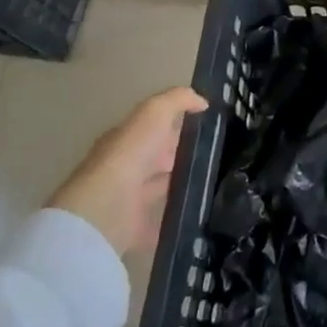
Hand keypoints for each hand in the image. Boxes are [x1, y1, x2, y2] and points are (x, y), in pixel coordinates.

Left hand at [47, 87, 208, 257]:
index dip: (178, 123)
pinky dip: (176, 217)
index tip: (210, 126)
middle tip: (219, 154)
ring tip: (217, 182)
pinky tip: (200, 212)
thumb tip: (202, 102)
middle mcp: (126, 166)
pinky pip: (160, 221)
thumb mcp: (154, 112)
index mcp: (127, 138)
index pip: (154, 127)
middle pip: (158, 157)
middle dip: (183, 154)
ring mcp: (129, 198)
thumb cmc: (130, 154)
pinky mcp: (135, 227)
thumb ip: (178, 100)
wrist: (106, 209)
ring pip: (161, 187)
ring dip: (182, 185)